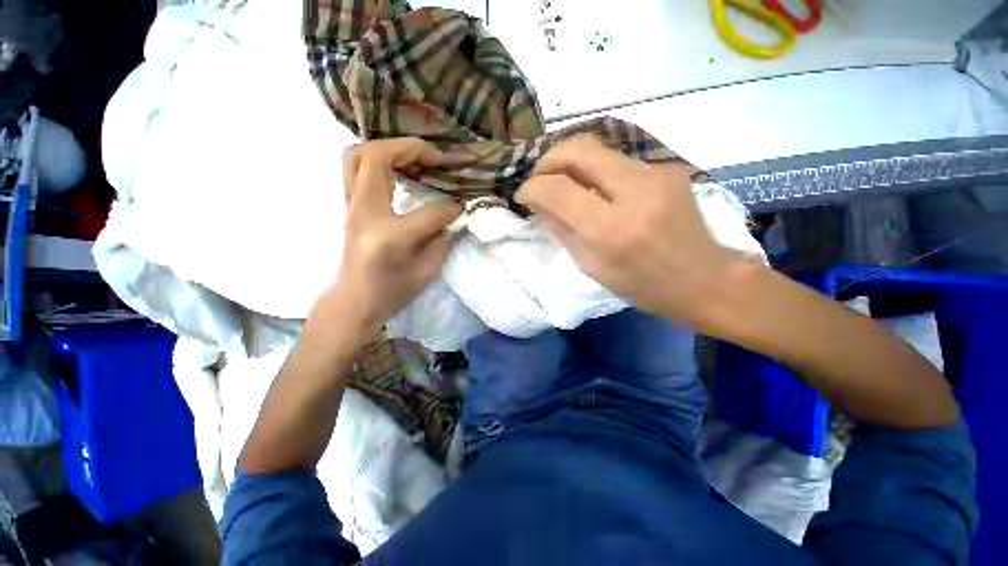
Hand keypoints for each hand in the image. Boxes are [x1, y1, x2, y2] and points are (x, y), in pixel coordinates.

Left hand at [327, 138, 461, 341]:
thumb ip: (442, 237)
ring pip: (358, 154)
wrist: (356, 300)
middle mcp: (364, 213)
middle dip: (410, 149)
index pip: (430, 211)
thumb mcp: (428, 271)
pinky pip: (355, 166)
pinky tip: (398, 168)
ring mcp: (350, 205)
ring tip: (416, 158)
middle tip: (435, 158)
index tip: (462, 206)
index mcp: (391, 236)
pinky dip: (377, 158)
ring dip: (389, 148)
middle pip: (377, 157)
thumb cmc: (393, 291)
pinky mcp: (348, 204)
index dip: (451, 207)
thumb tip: (452, 210)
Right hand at [518, 138, 741, 328]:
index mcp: (611, 230)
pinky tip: (596, 189)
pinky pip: (618, 161)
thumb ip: (563, 231)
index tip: (524, 194)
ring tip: (562, 182)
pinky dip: (596, 171)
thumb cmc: (644, 286)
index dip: (533, 187)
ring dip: (571, 162)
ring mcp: (655, 174)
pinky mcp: (667, 168)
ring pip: (599, 148)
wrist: (705, 279)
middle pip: (579, 149)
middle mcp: (634, 192)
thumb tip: (540, 205)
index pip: (558, 190)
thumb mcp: (592, 267)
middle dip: (549, 159)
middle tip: (540, 177)